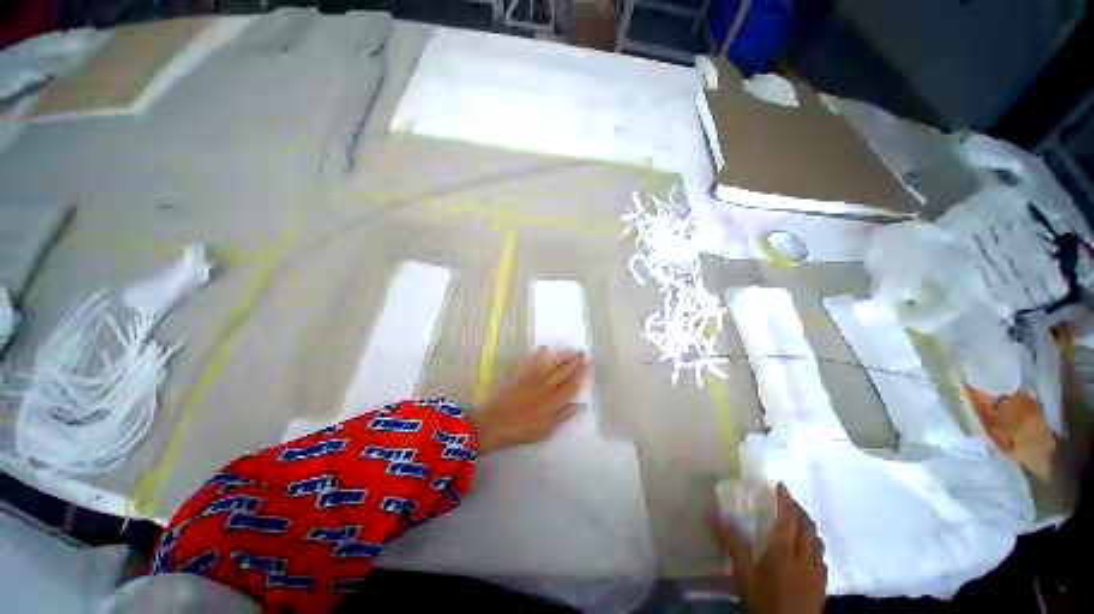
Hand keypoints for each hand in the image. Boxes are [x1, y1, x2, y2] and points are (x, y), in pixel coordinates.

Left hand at [468, 348, 588, 453]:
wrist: (495, 422)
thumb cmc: (522, 430)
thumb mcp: (547, 429)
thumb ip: (564, 415)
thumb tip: (582, 406)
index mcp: (554, 401)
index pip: (571, 385)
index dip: (581, 374)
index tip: (588, 365)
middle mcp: (546, 387)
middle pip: (563, 372)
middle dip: (574, 362)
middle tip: (582, 352)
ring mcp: (533, 379)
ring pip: (550, 365)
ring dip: (561, 356)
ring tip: (570, 349)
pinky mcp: (521, 375)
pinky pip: (532, 362)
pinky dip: (538, 354)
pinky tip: (544, 348)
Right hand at [713, 483, 826, 613]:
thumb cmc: (764, 599)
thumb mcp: (743, 573)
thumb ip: (731, 543)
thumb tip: (713, 515)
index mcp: (784, 550)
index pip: (787, 518)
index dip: (785, 500)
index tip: (781, 484)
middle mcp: (804, 555)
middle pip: (806, 526)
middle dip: (798, 509)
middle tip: (787, 499)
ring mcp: (816, 570)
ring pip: (817, 540)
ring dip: (808, 524)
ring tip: (798, 518)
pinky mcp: (822, 583)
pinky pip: (822, 555)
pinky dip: (815, 543)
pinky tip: (809, 547)